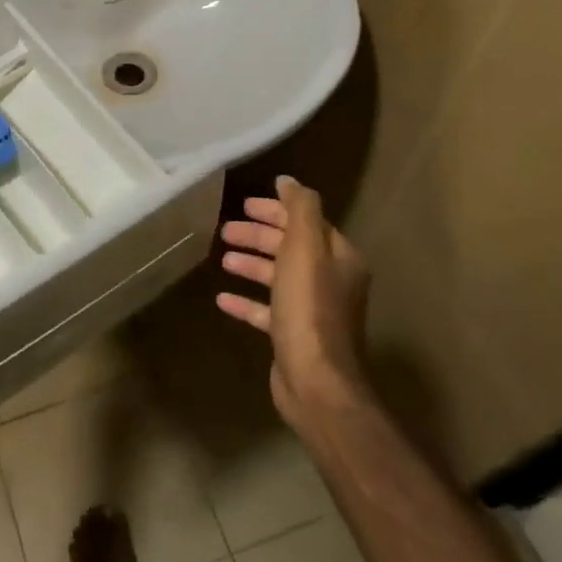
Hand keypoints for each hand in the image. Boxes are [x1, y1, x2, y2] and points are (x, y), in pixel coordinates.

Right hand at [217, 175, 372, 428]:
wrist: (316, 380)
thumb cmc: (309, 308)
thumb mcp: (305, 248)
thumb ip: (299, 209)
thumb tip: (287, 180)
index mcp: (338, 257)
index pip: (307, 221)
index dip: (276, 211)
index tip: (245, 205)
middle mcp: (330, 280)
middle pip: (291, 247)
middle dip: (259, 236)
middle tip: (226, 230)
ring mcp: (312, 310)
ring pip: (277, 277)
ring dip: (251, 265)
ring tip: (223, 259)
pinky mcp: (293, 335)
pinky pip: (266, 310)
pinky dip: (246, 301)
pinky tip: (222, 299)